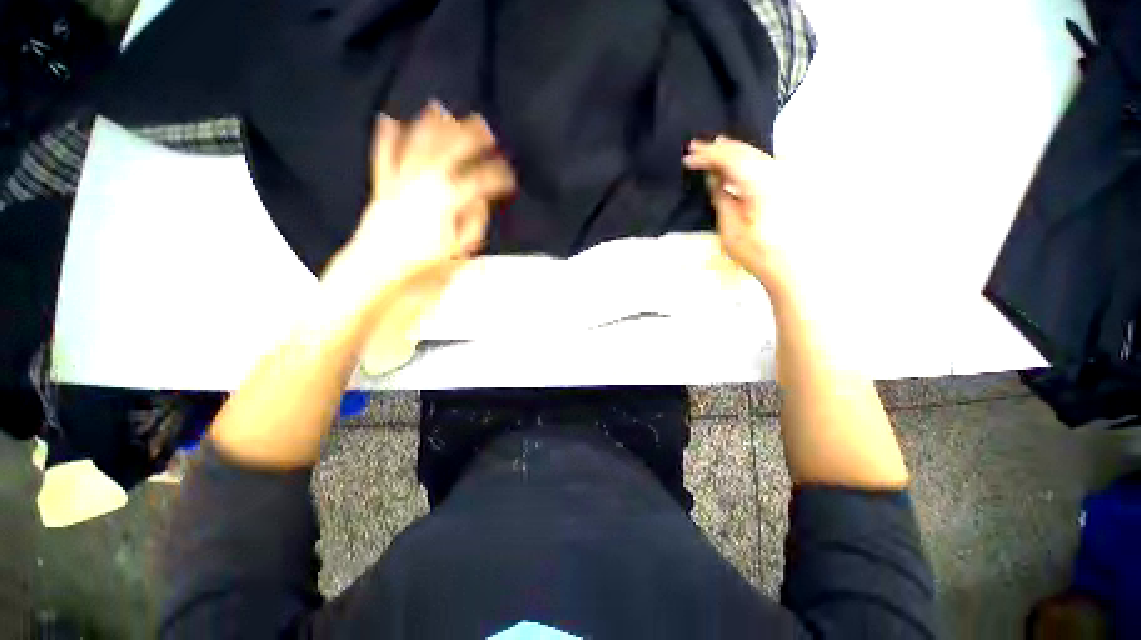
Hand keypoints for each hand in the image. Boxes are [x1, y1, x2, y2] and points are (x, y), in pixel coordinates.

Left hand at [323, 101, 516, 301]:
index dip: (498, 175)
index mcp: (448, 200)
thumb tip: (481, 201)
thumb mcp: (460, 249)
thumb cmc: (424, 260)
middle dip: (471, 137)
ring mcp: (401, 179)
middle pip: (451, 151)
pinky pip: (383, 155)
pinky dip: (386, 136)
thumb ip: (474, 223)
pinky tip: (389, 118)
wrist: (379, 264)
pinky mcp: (383, 183)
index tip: (510, 174)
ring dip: (432, 125)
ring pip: (418, 145)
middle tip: (486, 127)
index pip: (480, 181)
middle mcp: (425, 182)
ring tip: (443, 109)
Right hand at [683, 136, 791, 295]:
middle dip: (718, 148)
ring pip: (756, 154)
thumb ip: (721, 199)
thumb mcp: (731, 230)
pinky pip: (764, 162)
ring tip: (712, 148)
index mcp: (762, 184)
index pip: (730, 159)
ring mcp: (787, 176)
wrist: (795, 267)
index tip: (688, 156)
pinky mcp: (790, 183)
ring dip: (732, 151)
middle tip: (695, 146)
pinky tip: (736, 161)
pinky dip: (746, 159)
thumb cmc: (758, 253)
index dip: (707, 155)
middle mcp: (778, 172)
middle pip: (745, 151)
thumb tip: (713, 178)